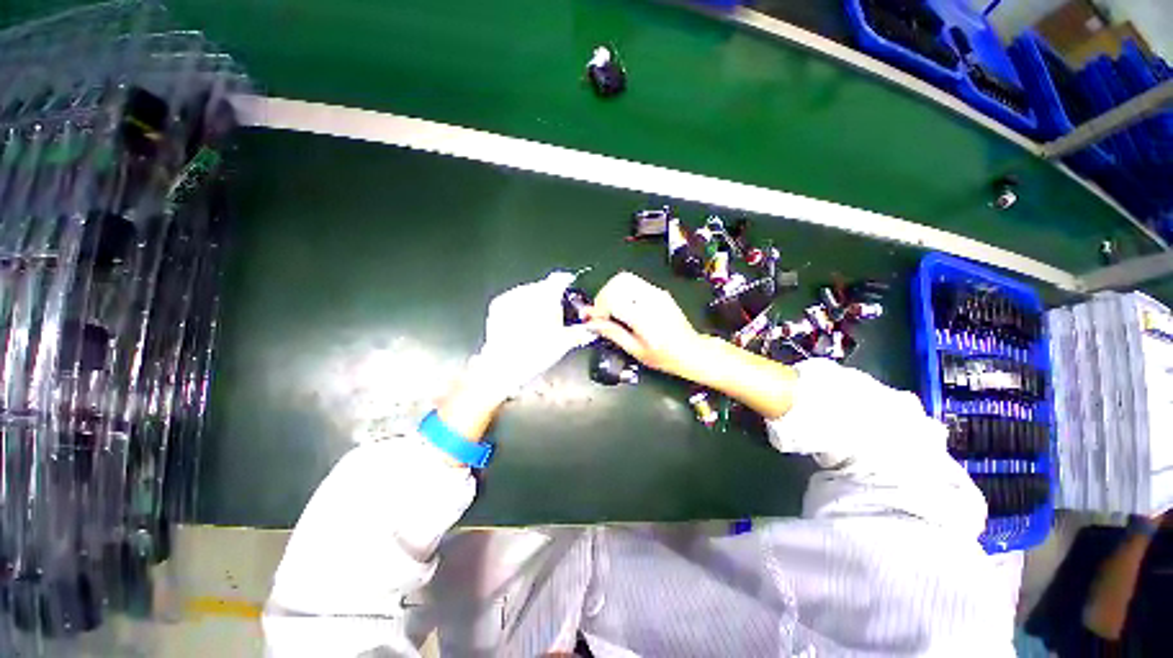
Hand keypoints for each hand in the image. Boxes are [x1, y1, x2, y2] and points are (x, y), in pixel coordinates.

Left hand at [466, 271, 594, 398]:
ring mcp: (510, 297)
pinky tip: (523, 319)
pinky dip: (521, 304)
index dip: (567, 282)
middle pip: (543, 286)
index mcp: (545, 297)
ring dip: (535, 299)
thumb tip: (592, 331)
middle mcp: (527, 292)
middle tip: (555, 311)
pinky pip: (514, 297)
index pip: (559, 279)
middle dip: (550, 295)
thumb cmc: (536, 353)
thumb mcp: (562, 343)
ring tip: (538, 318)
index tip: (570, 287)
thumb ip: (579, 333)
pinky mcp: (497, 305)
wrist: (503, 366)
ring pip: (528, 291)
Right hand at [583, 272, 701, 377]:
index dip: (598, 308)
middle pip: (617, 282)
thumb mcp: (635, 350)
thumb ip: (612, 333)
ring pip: (625, 278)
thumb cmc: (665, 356)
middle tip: (600, 314)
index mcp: (645, 316)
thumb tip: (592, 324)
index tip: (592, 319)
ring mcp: (657, 292)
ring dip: (611, 291)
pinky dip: (622, 291)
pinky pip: (634, 283)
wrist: (692, 351)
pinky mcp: (659, 291)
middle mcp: (651, 299)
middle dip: (603, 296)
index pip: (613, 299)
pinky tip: (622, 307)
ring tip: (609, 310)